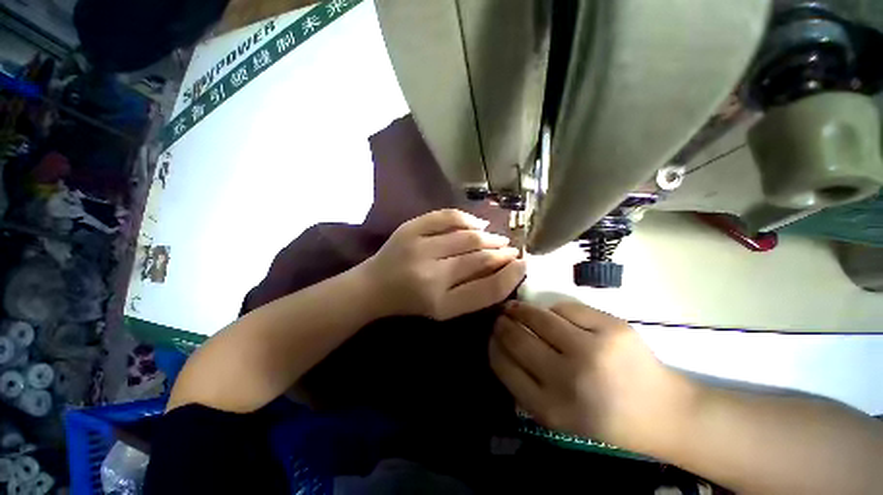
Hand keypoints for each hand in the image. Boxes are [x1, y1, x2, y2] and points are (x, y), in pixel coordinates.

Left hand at [362, 209, 525, 319]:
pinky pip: (447, 217)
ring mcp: (419, 248)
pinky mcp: (410, 229)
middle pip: (480, 259)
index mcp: (441, 304)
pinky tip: (478, 224)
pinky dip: (467, 218)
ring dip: (489, 237)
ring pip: (467, 237)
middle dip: (502, 253)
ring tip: (500, 239)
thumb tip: (505, 269)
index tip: (523, 265)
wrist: (373, 287)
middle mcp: (431, 276)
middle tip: (513, 250)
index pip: (488, 289)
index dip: (511, 276)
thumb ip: (474, 293)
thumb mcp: (444, 309)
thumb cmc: (411, 302)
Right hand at [489, 301, 695, 452]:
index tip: (490, 336)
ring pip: (538, 316)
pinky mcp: (611, 328)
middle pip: (518, 338)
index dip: (492, 346)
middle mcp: (568, 379)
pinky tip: (553, 314)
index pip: (504, 366)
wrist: (663, 412)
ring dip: (521, 309)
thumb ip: (525, 386)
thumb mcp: (557, 415)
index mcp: (551, 408)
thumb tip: (500, 345)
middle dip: (503, 324)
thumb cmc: (604, 417)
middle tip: (500, 317)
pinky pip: (565, 307)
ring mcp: (592, 350)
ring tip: (515, 308)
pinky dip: (553, 309)